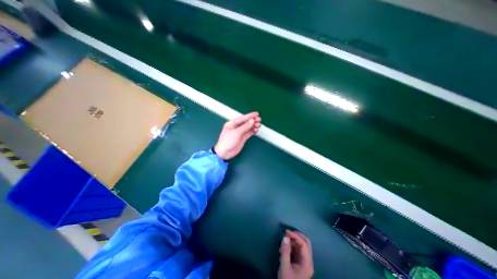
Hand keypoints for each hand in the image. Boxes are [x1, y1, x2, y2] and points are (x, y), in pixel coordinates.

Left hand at [213, 110, 261, 159]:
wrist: (225, 153)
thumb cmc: (227, 141)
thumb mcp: (236, 133)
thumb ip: (245, 126)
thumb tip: (252, 120)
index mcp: (232, 123)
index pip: (242, 118)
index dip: (250, 116)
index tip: (256, 114)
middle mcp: (236, 127)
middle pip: (246, 122)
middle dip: (253, 120)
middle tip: (259, 120)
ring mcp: (240, 132)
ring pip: (248, 127)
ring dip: (254, 126)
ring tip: (259, 125)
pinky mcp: (243, 138)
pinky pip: (249, 133)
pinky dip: (253, 131)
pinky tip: (256, 130)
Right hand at [278, 230, 311, 278]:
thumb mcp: (284, 267)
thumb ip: (285, 251)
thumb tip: (285, 237)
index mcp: (307, 263)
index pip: (304, 244)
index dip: (295, 236)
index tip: (286, 232)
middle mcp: (308, 261)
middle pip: (306, 243)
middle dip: (297, 236)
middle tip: (287, 233)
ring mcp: (305, 263)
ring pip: (302, 246)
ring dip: (294, 241)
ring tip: (283, 243)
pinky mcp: (300, 264)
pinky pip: (298, 251)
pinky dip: (292, 247)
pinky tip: (284, 249)